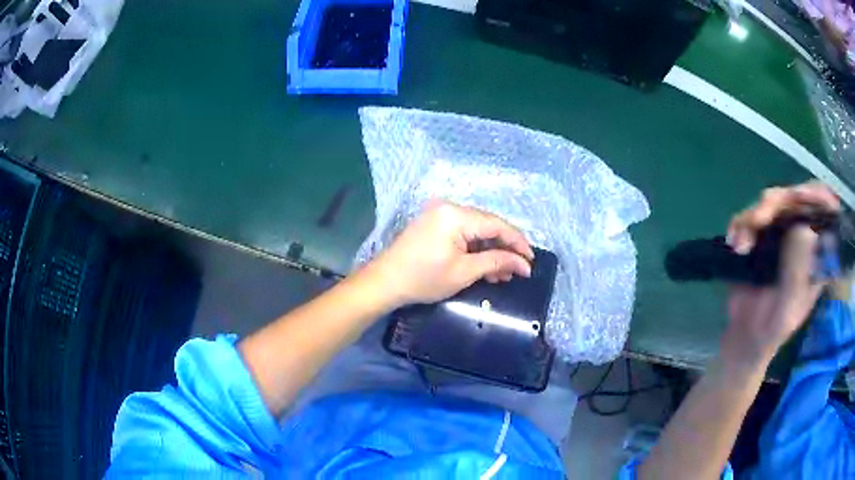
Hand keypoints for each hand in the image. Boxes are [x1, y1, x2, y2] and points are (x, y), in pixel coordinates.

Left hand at [364, 200, 533, 308]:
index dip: (517, 242)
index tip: (531, 260)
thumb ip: (496, 262)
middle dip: (504, 249)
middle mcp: (449, 207)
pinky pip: (462, 233)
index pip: (497, 225)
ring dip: (490, 251)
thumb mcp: (464, 272)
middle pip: (487, 225)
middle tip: (518, 271)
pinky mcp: (434, 224)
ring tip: (502, 275)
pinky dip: (475, 249)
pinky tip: (485, 267)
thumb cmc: (424, 279)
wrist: (385, 282)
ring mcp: (439, 214)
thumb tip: (523, 264)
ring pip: (476, 231)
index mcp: (456, 215)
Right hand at [723, 183, 838, 364]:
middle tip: (758, 220)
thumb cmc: (773, 328)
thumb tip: (804, 229)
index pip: (825, 211)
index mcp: (818, 252)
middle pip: (795, 198)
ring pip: (771, 203)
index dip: (816, 196)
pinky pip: (751, 215)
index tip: (800, 198)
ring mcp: (783, 232)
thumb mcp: (788, 308)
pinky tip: (733, 241)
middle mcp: (803, 235)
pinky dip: (740, 224)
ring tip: (740, 245)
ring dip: (752, 217)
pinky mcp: (762, 234)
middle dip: (775, 203)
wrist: (747, 336)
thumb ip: (797, 273)